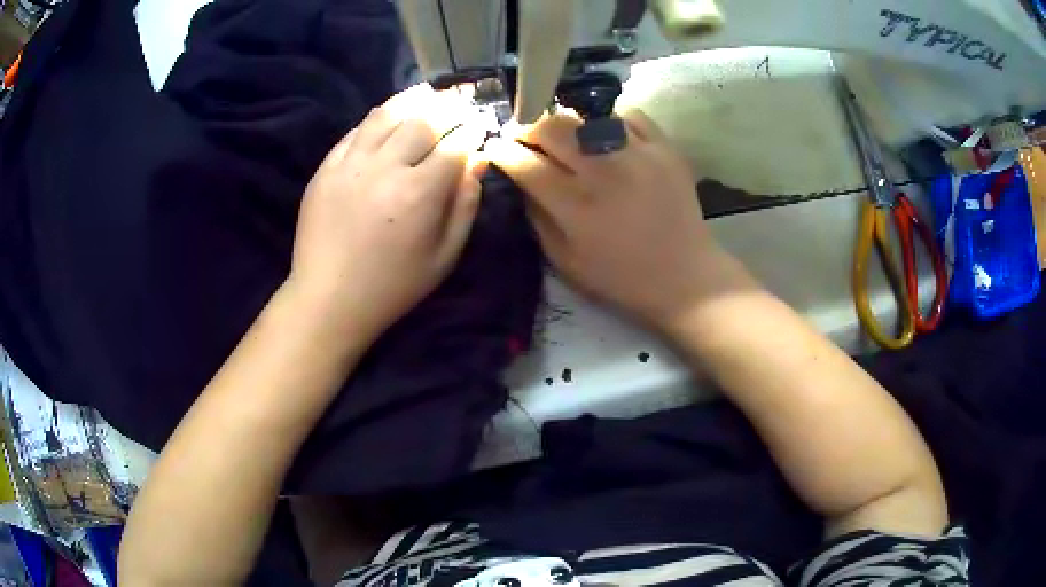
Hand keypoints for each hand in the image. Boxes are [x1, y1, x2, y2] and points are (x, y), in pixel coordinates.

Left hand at [290, 84, 486, 340]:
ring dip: (412, 102)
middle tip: (458, 108)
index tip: (479, 127)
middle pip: (423, 120)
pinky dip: (377, 119)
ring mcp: (351, 164)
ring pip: (387, 114)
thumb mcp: (444, 256)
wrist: (329, 299)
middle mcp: (385, 168)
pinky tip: (388, 119)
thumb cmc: (393, 286)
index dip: (472, 131)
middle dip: (447, 110)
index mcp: (420, 193)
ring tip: (426, 98)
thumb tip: (478, 161)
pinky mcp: (326, 168)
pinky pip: (356, 130)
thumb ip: (465, 205)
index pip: (455, 144)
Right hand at [485, 110, 728, 326]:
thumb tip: (520, 180)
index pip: (524, 162)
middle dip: (528, 128)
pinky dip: (610, 121)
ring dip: (567, 124)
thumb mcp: (565, 261)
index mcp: (575, 205)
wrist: (684, 277)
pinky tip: (608, 138)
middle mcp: (603, 170)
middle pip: (551, 126)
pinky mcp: (665, 147)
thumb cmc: (620, 277)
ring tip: (568, 139)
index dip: (502, 151)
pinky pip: (628, 115)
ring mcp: (637, 153)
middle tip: (527, 137)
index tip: (496, 148)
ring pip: (586, 115)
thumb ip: (536, 216)